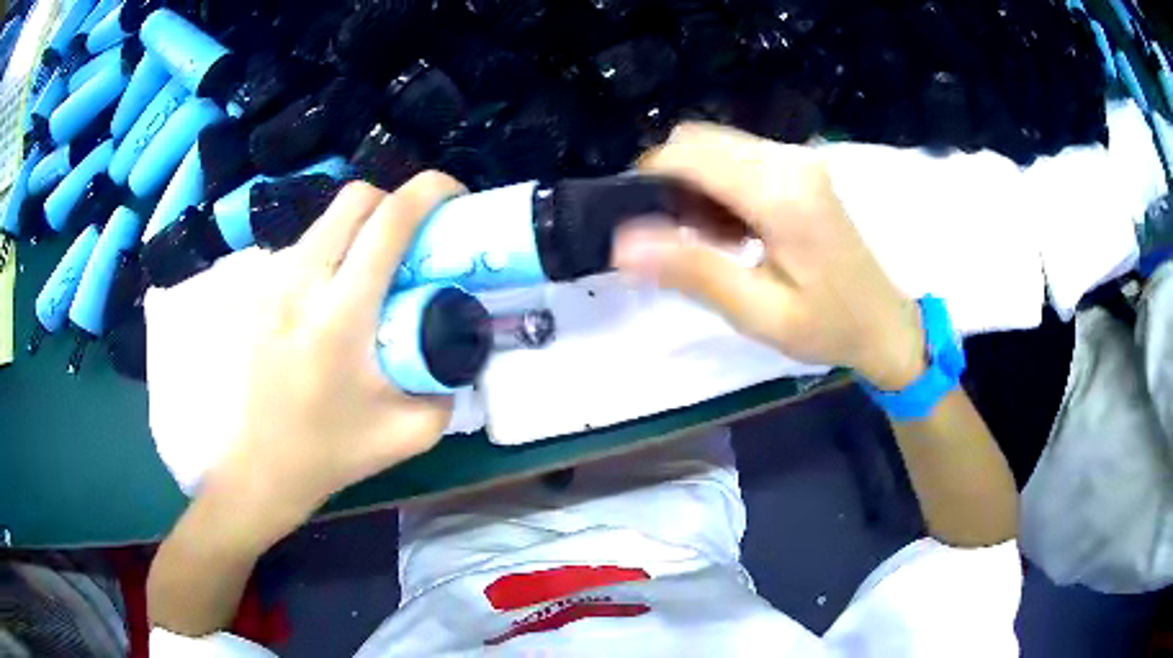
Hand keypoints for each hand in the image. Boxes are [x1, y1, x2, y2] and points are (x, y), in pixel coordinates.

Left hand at [208, 174, 462, 543]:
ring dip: (360, 230)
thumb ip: (446, 384)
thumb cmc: (329, 454)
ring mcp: (272, 283)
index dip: (430, 192)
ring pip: (327, 221)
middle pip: (355, 198)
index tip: (454, 199)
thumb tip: (459, 345)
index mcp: (341, 316)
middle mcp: (301, 283)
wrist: (258, 469)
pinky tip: (334, 300)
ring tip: (372, 276)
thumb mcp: (409, 432)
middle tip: (414, 239)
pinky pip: (305, 248)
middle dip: (394, 202)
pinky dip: (332, 254)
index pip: (389, 221)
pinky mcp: (257, 292)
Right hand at [614, 123, 924, 390]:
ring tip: (706, 240)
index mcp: (780, 193)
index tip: (639, 224)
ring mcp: (797, 158)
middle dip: (670, 181)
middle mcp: (788, 159)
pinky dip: (717, 183)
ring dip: (693, 183)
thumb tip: (621, 243)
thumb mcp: (759, 312)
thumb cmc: (828, 326)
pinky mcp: (800, 166)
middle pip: (698, 140)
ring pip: (715, 145)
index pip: (689, 155)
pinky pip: (738, 156)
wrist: (886, 322)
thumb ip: (693, 271)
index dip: (649, 179)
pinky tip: (730, 228)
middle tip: (676, 239)